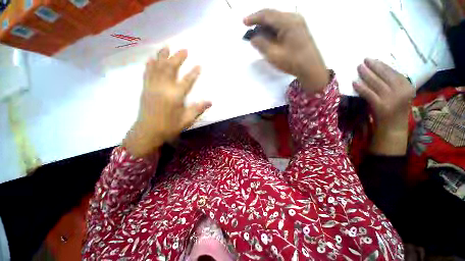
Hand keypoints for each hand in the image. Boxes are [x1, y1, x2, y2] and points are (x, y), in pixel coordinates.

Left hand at [123, 47, 210, 157]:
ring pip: (157, 67)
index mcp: (175, 96)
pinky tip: (151, 58)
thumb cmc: (169, 127)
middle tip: (184, 49)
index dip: (194, 73)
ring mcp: (152, 87)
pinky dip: (150, 64)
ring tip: (167, 46)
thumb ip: (198, 109)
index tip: (199, 65)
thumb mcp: (187, 120)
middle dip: (178, 58)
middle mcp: (163, 88)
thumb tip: (210, 101)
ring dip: (163, 56)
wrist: (148, 132)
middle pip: (170, 68)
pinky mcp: (145, 89)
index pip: (187, 81)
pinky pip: (147, 73)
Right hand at [244, 9, 328, 92]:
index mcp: (288, 22)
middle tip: (250, 29)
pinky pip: (282, 25)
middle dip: (259, 21)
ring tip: (258, 35)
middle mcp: (293, 17)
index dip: (254, 17)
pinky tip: (269, 37)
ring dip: (266, 26)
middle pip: (272, 15)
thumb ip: (261, 45)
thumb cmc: (292, 62)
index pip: (267, 15)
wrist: (311, 68)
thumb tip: (253, 38)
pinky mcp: (299, 29)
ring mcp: (298, 22)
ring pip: (277, 20)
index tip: (244, 22)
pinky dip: (273, 29)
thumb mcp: (274, 55)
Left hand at [353, 58, 413, 154]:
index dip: (381, 65)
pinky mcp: (380, 105)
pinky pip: (368, 93)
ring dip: (365, 74)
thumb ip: (393, 83)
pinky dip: (360, 88)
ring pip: (375, 82)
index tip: (373, 60)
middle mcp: (401, 90)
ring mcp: (390, 98)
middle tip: (364, 60)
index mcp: (407, 86)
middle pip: (384, 75)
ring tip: (358, 68)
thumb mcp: (399, 94)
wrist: (393, 127)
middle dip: (373, 66)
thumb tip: (378, 71)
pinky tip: (354, 83)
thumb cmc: (395, 109)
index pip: (393, 72)